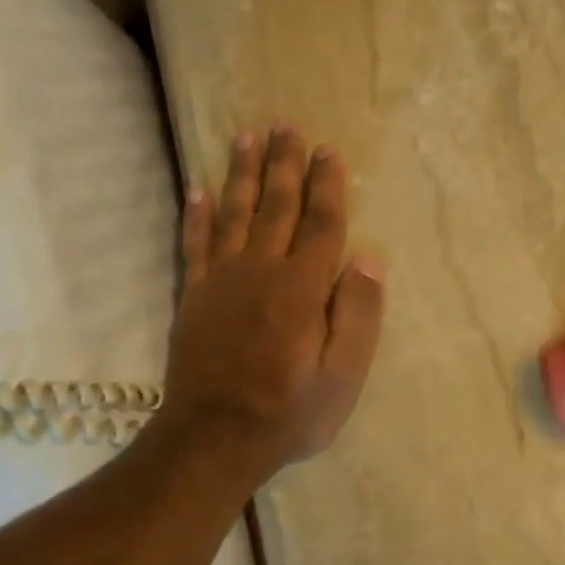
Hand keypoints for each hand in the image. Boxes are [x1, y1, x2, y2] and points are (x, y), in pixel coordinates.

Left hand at [151, 125, 384, 485]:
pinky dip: (198, 215)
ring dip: (243, 174)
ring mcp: (222, 282)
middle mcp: (261, 272)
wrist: (214, 439)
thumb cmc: (291, 411)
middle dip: (285, 165)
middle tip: (287, 125)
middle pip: (277, 207)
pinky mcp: (195, 297)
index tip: (330, 152)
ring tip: (247, 137)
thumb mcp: (344, 374)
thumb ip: (358, 314)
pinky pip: (196, 244)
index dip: (328, 187)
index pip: (321, 225)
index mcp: (302, 289)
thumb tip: (369, 259)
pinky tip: (199, 189)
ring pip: (235, 214)